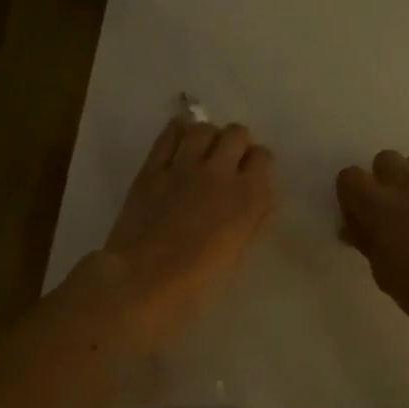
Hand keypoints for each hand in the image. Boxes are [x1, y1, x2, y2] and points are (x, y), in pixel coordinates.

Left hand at [97, 116, 276, 346]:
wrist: (145, 279)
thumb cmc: (200, 279)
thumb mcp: (239, 249)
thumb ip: (251, 217)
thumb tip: (255, 197)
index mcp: (248, 196)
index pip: (263, 157)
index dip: (257, 163)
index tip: (251, 174)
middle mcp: (221, 172)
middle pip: (237, 133)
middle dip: (237, 143)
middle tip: (229, 160)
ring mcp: (184, 166)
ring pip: (204, 129)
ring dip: (208, 136)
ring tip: (203, 150)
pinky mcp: (153, 168)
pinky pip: (169, 135)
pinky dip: (178, 131)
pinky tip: (180, 137)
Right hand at [337, 150, 408, 334]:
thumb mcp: (384, 274)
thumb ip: (367, 242)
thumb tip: (355, 228)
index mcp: (379, 205)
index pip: (350, 177)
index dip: (351, 194)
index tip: (359, 216)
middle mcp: (408, 184)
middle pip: (385, 159)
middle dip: (382, 179)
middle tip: (391, 210)